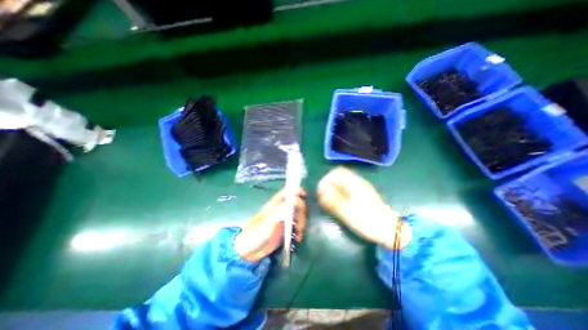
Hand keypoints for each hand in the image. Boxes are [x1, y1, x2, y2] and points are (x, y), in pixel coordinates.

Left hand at [234, 189, 308, 261]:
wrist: (251, 250)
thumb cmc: (258, 232)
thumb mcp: (269, 220)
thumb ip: (282, 210)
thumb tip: (295, 202)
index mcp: (276, 204)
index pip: (288, 192)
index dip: (296, 190)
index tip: (304, 195)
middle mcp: (282, 209)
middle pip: (297, 204)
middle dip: (301, 212)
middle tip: (299, 222)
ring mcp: (284, 219)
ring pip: (298, 215)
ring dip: (302, 223)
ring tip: (299, 233)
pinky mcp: (285, 229)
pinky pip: (297, 226)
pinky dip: (299, 231)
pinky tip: (297, 238)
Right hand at [320, 168, 409, 249]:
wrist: (389, 230)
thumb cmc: (368, 221)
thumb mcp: (348, 212)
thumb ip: (333, 201)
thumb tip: (321, 192)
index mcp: (355, 184)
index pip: (337, 173)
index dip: (326, 179)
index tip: (321, 191)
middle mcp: (357, 183)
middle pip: (339, 177)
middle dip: (329, 185)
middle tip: (323, 197)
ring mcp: (360, 188)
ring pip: (342, 183)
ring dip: (333, 189)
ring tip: (328, 201)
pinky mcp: (362, 195)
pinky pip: (347, 189)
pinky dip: (339, 193)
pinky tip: (338, 203)